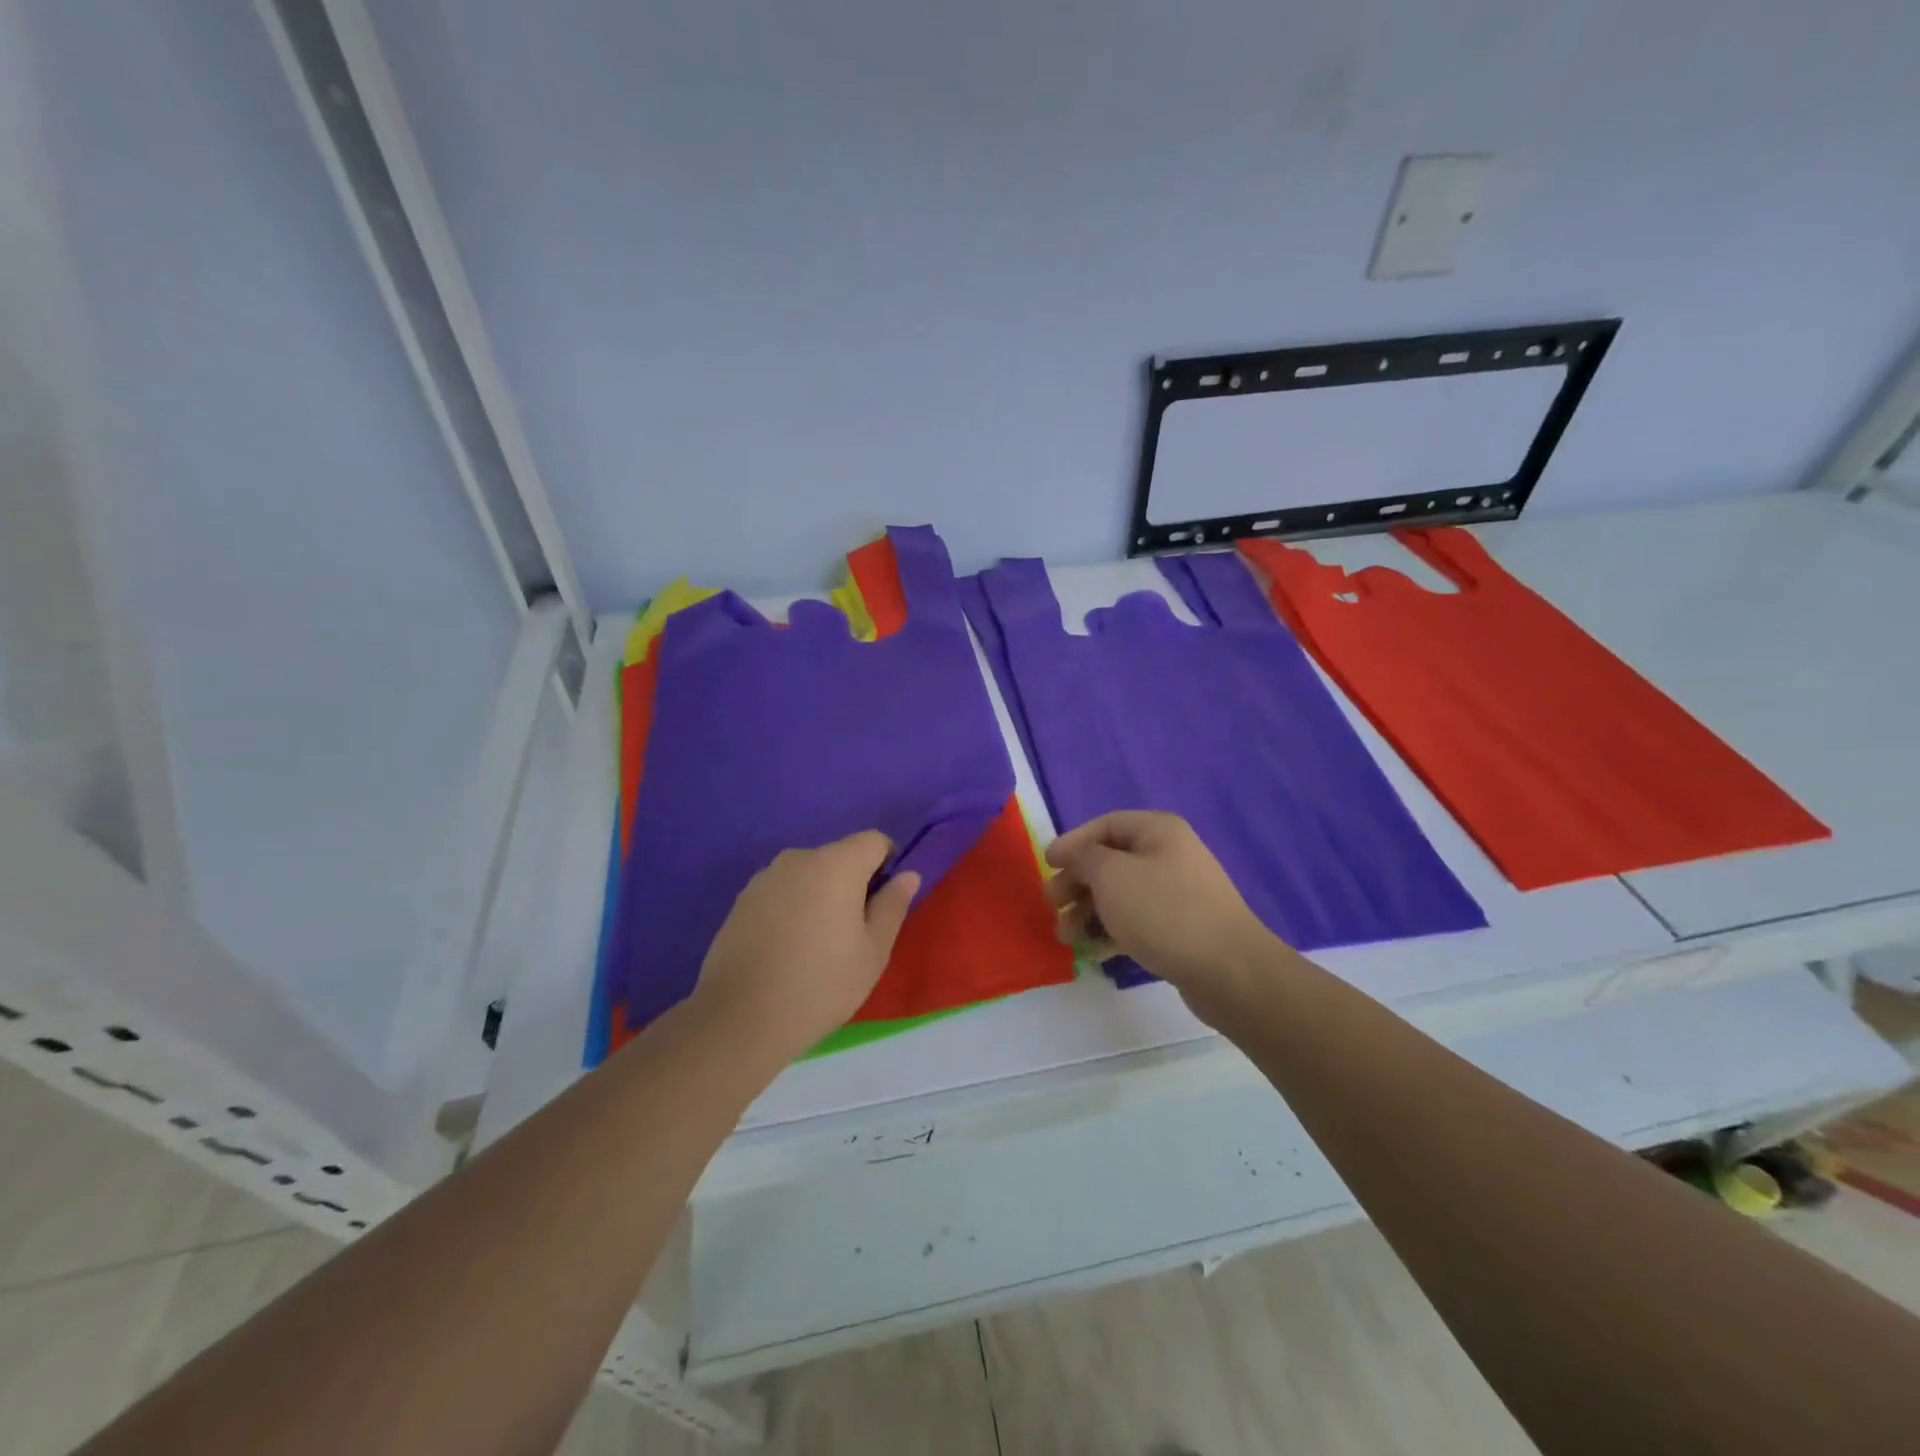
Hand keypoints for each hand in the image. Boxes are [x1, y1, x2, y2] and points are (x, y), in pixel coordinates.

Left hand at [689, 831, 918, 1062]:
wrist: (740, 1019)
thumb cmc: (821, 984)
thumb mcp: (873, 951)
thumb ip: (893, 905)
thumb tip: (907, 875)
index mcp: (836, 864)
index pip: (874, 840)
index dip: (887, 864)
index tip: (883, 903)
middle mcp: (798, 858)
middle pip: (839, 856)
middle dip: (852, 882)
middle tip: (852, 932)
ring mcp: (765, 877)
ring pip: (808, 874)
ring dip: (819, 895)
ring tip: (815, 944)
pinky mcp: (741, 900)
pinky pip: (781, 891)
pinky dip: (791, 908)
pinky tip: (786, 948)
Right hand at [1046, 811, 1276, 1020]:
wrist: (1228, 970)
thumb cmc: (1163, 910)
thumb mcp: (1111, 876)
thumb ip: (1083, 858)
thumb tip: (1072, 854)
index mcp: (1158, 831)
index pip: (1105, 825)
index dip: (1072, 843)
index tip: (1047, 865)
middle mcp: (1170, 854)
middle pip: (1110, 862)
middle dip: (1076, 884)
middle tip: (1052, 907)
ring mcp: (1178, 893)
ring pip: (1121, 895)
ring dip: (1089, 913)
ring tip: (1067, 938)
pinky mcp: (1181, 928)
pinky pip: (1137, 921)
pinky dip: (1112, 932)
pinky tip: (1094, 953)